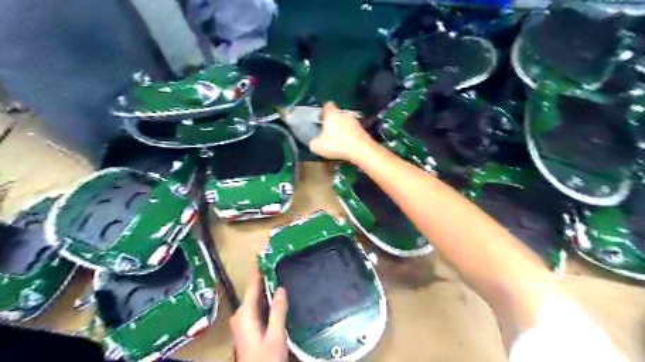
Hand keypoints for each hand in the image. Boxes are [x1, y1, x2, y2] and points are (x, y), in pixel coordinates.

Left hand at [231, 272, 287, 361]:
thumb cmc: (265, 358)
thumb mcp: (275, 335)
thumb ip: (277, 311)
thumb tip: (280, 288)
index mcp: (245, 314)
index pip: (251, 286)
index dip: (257, 271)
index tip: (262, 255)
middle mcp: (240, 315)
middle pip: (252, 292)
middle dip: (263, 278)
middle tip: (276, 263)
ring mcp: (242, 322)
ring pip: (254, 299)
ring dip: (264, 288)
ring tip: (277, 275)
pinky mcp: (247, 327)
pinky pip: (255, 306)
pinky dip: (264, 299)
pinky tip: (274, 296)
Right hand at [309, 101, 376, 161]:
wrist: (361, 150)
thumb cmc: (337, 144)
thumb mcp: (318, 146)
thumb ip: (313, 142)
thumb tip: (313, 141)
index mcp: (332, 114)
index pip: (327, 105)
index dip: (323, 111)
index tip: (320, 119)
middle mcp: (344, 113)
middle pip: (337, 114)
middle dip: (332, 121)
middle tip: (328, 132)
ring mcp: (355, 121)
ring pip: (345, 122)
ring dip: (342, 129)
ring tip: (338, 140)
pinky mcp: (362, 129)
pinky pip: (352, 130)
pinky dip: (349, 135)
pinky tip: (346, 144)